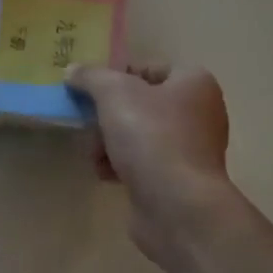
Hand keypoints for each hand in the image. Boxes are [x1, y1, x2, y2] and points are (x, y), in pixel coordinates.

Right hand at [67, 63, 239, 263]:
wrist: (176, 204)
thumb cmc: (151, 137)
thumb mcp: (113, 93)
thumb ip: (91, 77)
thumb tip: (73, 71)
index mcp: (194, 83)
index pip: (149, 68)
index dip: (117, 76)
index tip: (90, 92)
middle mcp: (199, 112)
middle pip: (139, 104)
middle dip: (107, 116)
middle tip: (88, 126)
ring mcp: (191, 149)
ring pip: (137, 135)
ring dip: (109, 143)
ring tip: (95, 155)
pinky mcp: (178, 179)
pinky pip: (142, 163)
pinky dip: (120, 165)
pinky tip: (105, 174)